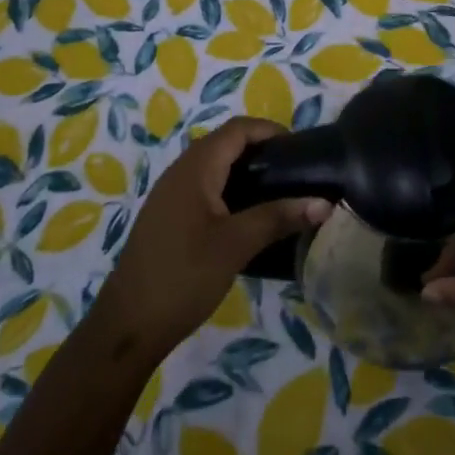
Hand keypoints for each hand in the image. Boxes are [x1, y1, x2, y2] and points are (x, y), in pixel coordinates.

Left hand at [93, 117, 330, 360]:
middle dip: (261, 150)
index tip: (301, 149)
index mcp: (195, 168)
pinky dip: (231, 189)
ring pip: (215, 166)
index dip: (270, 130)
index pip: (237, 129)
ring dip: (246, 170)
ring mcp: (171, 195)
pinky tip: (249, 216)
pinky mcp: (169, 217)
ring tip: (280, 192)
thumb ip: (279, 217)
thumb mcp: (236, 244)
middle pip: (226, 144)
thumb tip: (324, 203)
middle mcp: (181, 172)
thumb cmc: (184, 275)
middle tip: (296, 172)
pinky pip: (205, 187)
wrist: (129, 325)